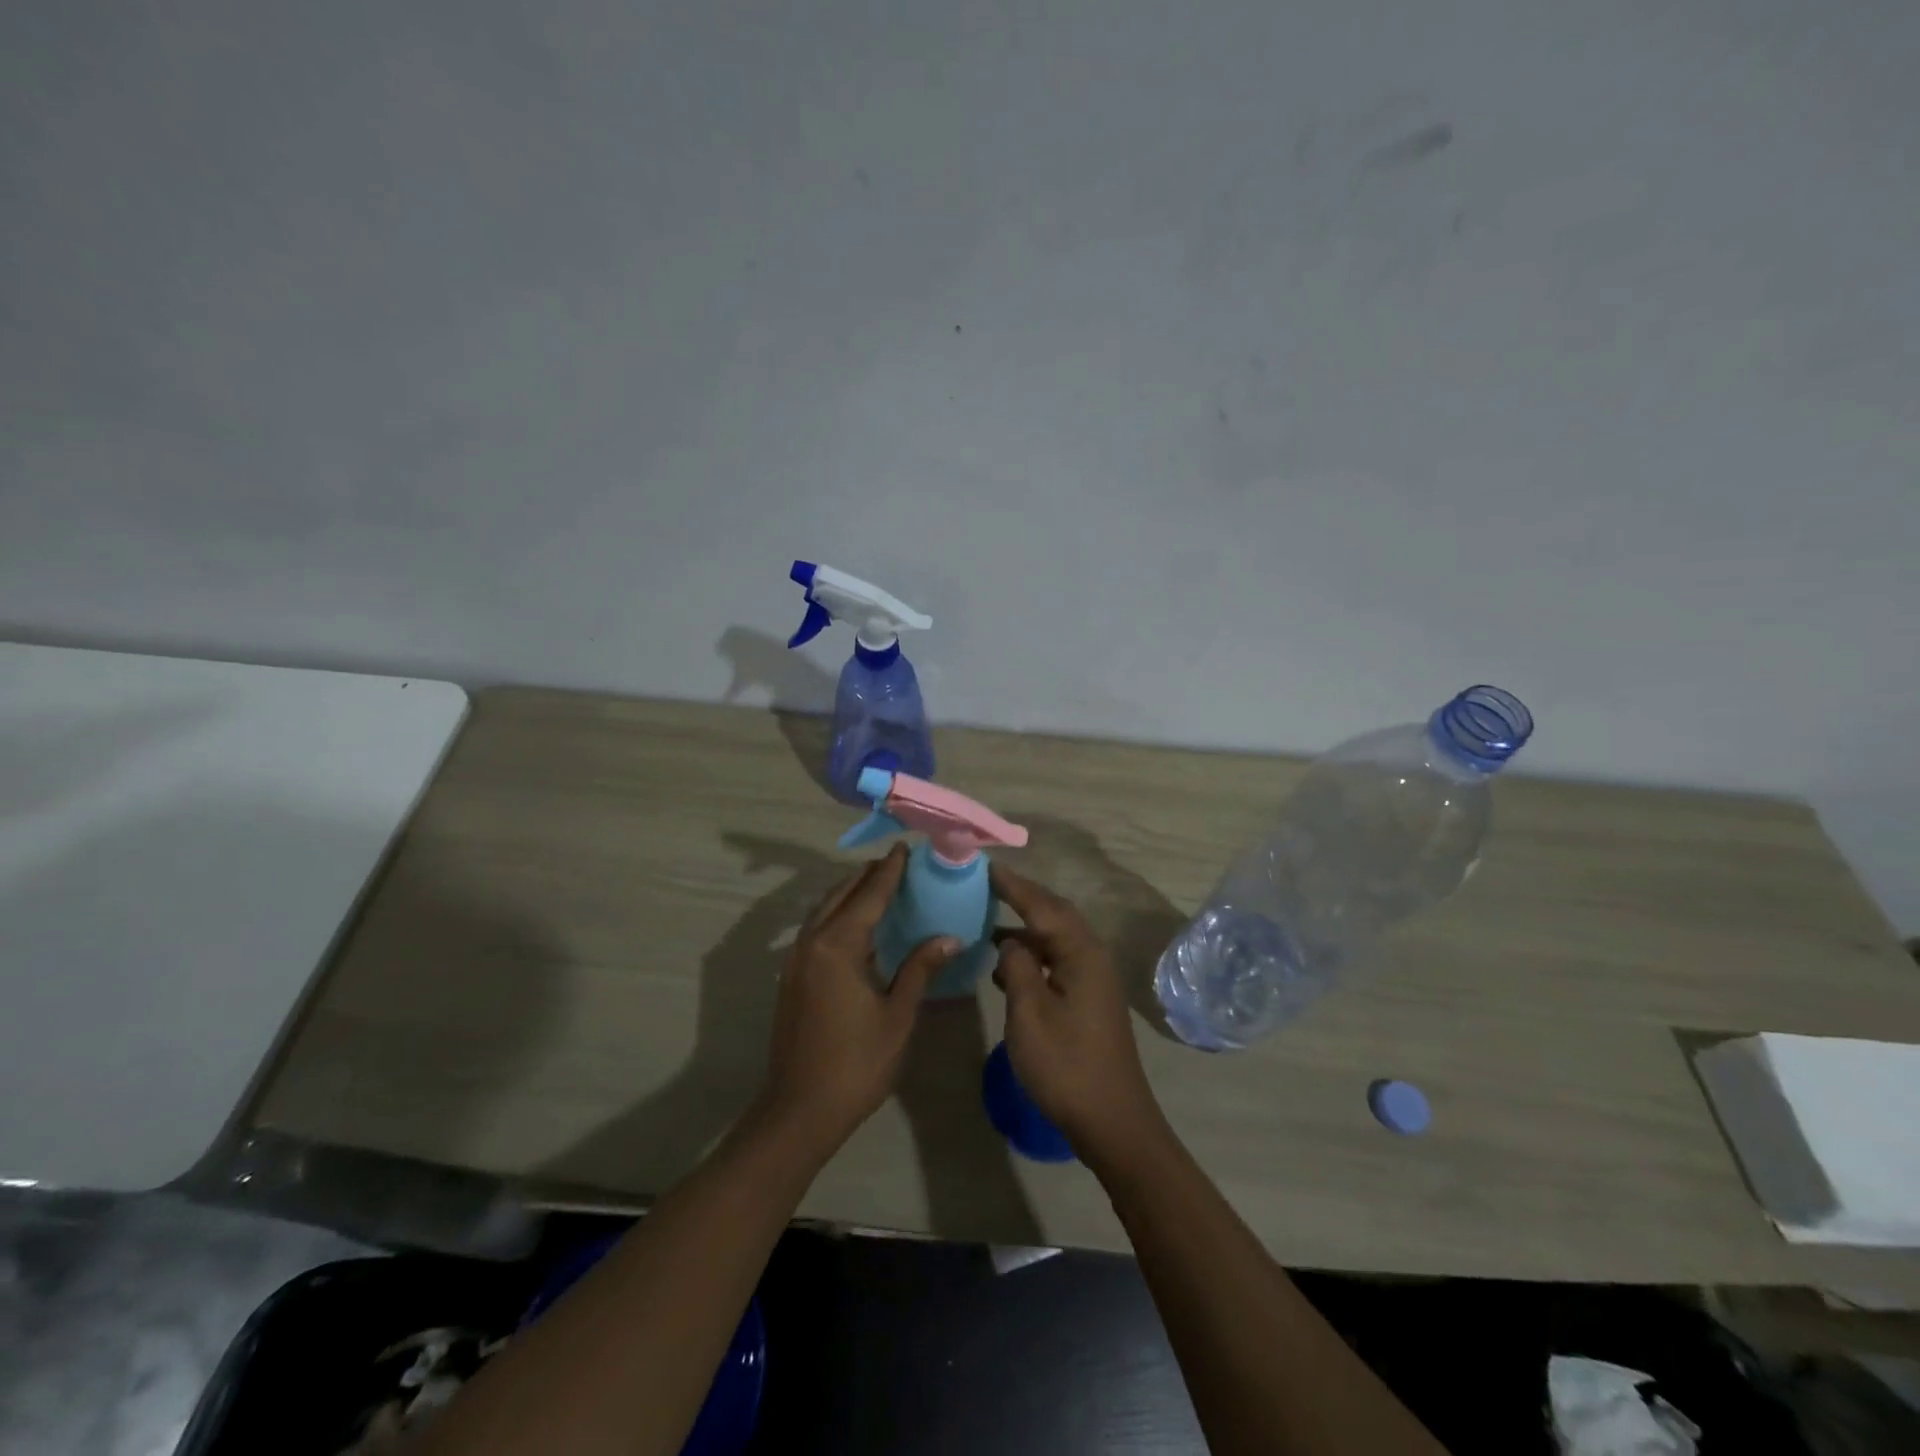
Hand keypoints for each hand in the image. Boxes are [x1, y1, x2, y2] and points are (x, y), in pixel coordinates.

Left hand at [758, 844, 959, 1155]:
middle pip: (841, 895)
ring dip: (849, 893)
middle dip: (867, 876)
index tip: (903, 847)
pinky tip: (855, 926)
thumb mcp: (897, 1015)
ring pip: (824, 910)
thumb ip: (920, 968)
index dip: (889, 871)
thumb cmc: (857, 1063)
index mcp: (838, 946)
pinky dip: (836, 914)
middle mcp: (812, 942)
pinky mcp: (790, 977)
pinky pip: (815, 929)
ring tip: (875, 885)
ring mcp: (795, 959)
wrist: (800, 1109)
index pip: (869, 895)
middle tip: (894, 862)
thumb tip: (950, 937)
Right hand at [990, 863, 1165, 1162]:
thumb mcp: (1029, 1013)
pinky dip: (1032, 955)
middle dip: (1022, 898)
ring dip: (1025, 928)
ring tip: (988, 921)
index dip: (1013, 886)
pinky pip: (1058, 960)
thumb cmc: (1066, 1065)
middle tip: (987, 885)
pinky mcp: (1090, 999)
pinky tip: (1007, 967)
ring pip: (1056, 939)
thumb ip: (1017, 966)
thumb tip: (1010, 942)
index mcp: (1081, 953)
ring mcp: (1094, 979)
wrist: (1112, 1121)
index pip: (1042, 905)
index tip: (986, 867)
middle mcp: (1092, 957)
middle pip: (1054, 915)